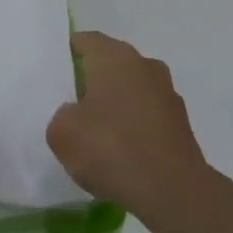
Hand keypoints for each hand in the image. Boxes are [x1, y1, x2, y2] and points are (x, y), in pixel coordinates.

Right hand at [47, 31, 209, 226]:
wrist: (173, 191)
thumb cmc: (111, 149)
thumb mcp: (62, 133)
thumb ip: (61, 114)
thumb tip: (74, 113)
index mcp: (115, 57)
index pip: (85, 40)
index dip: (66, 53)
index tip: (52, 73)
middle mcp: (144, 65)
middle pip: (110, 63)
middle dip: (90, 79)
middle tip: (67, 102)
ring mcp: (167, 93)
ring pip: (131, 88)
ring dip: (114, 103)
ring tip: (94, 131)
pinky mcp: (180, 122)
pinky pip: (146, 114)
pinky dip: (132, 125)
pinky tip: (119, 151)